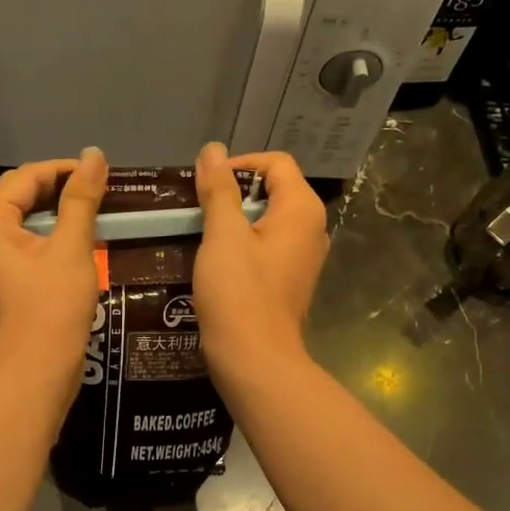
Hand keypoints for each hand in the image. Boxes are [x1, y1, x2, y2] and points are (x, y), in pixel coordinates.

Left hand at [0, 148, 107, 402]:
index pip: (27, 176)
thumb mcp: (72, 247)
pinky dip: (45, 238)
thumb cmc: (52, 306)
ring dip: (54, 215)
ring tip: (93, 214)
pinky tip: (75, 243)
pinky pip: (18, 246)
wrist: (33, 372)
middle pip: (19, 196)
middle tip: (101, 193)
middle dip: (59, 191)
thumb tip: (94, 154)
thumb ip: (81, 197)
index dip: (66, 169)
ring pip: (20, 222)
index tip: (103, 173)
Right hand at [192, 143, 327, 388]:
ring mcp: (303, 258)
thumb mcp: (223, 235)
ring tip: (201, 232)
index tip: (206, 184)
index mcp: (301, 210)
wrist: (256, 360)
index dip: (240, 164)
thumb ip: (218, 189)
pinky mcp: (289, 280)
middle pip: (273, 190)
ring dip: (235, 220)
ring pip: (267, 220)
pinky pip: (267, 247)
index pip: (276, 163)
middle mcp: (311, 229)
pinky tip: (215, 260)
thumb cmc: (239, 293)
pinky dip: (243, 244)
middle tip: (198, 208)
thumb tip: (212, 150)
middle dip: (234, 192)